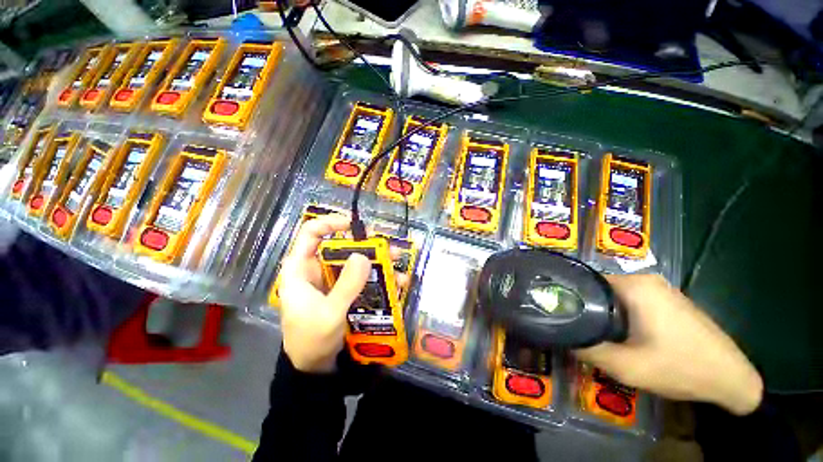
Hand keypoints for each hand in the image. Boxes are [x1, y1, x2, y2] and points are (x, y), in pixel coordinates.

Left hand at [277, 214, 409, 373]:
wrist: (314, 367)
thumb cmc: (311, 340)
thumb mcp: (329, 313)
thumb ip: (346, 285)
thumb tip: (363, 256)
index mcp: (300, 269)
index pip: (311, 233)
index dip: (331, 223)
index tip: (354, 224)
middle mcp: (316, 269)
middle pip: (340, 246)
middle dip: (365, 244)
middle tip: (387, 246)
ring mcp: (331, 280)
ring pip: (354, 261)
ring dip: (376, 260)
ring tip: (397, 262)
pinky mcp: (343, 290)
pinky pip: (361, 277)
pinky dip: (378, 276)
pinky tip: (395, 281)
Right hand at [575, 274, 762, 415]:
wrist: (732, 378)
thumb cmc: (680, 368)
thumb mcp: (625, 366)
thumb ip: (587, 348)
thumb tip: (560, 336)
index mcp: (635, 285)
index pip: (585, 282)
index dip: (569, 298)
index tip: (559, 315)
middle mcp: (646, 279)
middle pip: (599, 289)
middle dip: (586, 308)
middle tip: (576, 329)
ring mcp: (660, 289)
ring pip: (615, 296)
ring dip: (603, 313)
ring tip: (595, 333)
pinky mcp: (668, 300)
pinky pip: (631, 301)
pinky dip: (620, 315)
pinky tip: (622, 335)